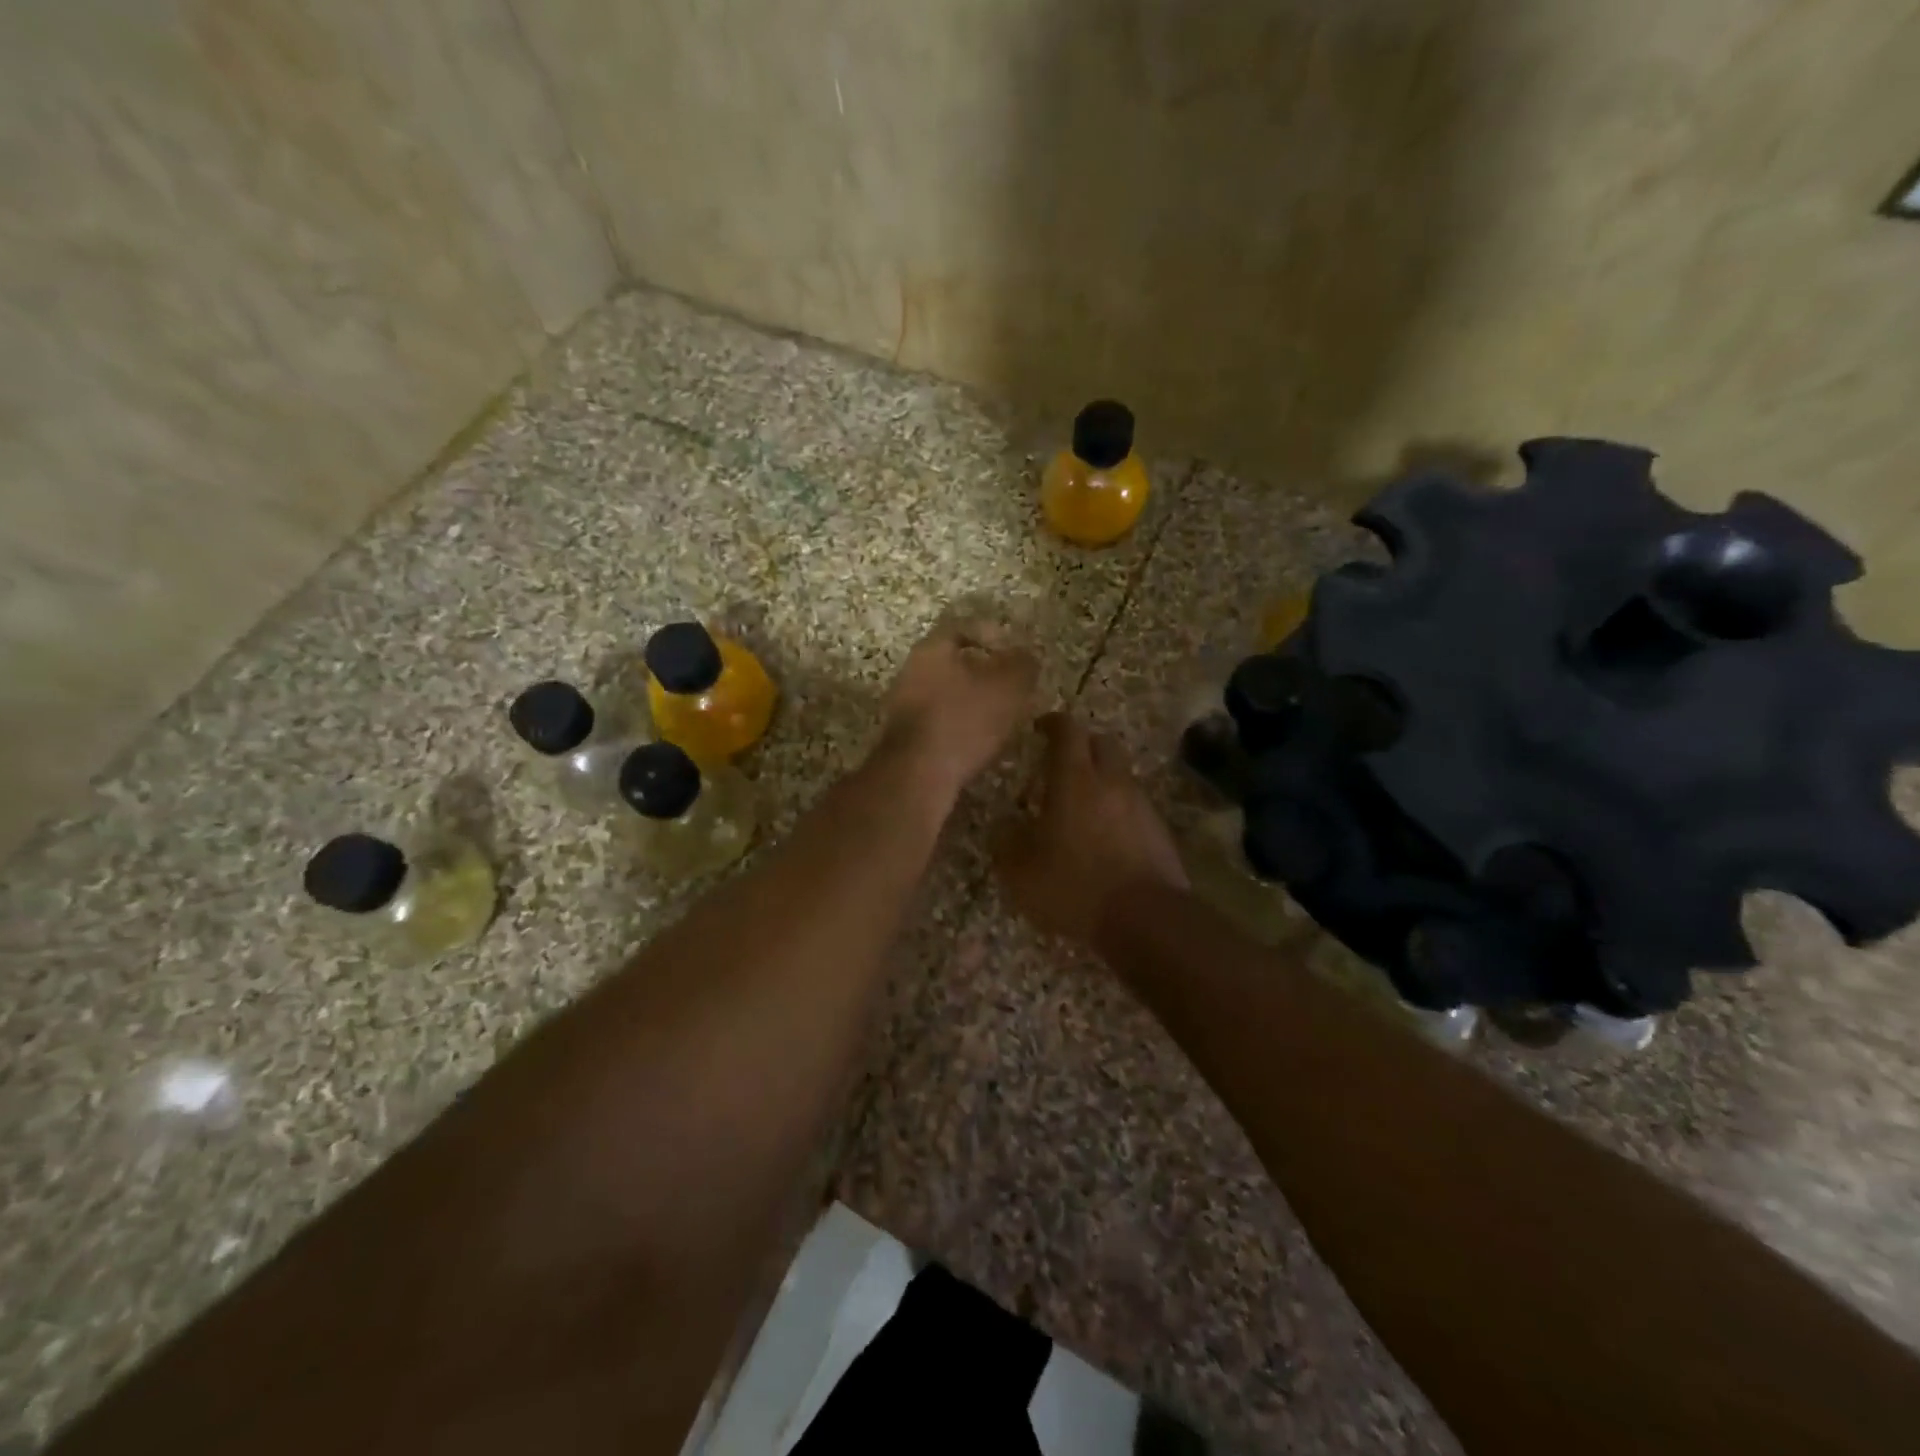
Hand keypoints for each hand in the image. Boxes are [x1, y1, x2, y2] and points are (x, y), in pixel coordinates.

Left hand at [880, 616, 1039, 803]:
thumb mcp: (1009, 686)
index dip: (991, 635)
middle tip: (1012, 688)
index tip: (1013, 653)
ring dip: (973, 703)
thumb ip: (1022, 664)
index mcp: (932, 649)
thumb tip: (1024, 656)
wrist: (918, 774)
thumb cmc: (965, 719)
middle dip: (984, 674)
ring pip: (946, 694)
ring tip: (1002, 719)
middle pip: (952, 663)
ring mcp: (903, 707)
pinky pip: (939, 723)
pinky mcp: (904, 739)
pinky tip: (980, 744)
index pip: (960, 627)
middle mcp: (911, 672)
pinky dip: (961, 728)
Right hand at [994, 712, 1188, 945]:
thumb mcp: (1020, 870)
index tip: (1039, 728)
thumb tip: (1004, 826)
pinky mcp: (1159, 832)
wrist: (1144, 919)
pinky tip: (1104, 839)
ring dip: (1101, 781)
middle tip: (1060, 764)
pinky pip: (1134, 807)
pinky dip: (1117, 811)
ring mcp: (1141, 805)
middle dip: (1081, 746)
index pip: (1067, 730)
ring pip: (1120, 776)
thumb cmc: (1073, 886)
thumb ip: (1006, 841)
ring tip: (1079, 808)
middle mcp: (1112, 782)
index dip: (1052, 723)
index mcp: (1075, 779)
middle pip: (1101, 743)